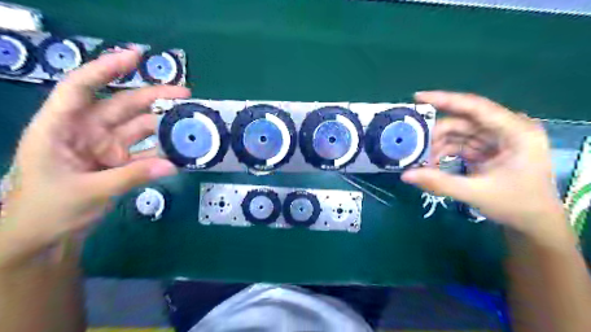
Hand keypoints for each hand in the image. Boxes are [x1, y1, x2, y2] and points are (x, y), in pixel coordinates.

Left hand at [0, 48, 188, 266]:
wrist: (46, 236)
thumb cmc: (48, 209)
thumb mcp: (88, 191)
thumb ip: (132, 176)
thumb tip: (172, 165)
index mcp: (61, 127)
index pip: (81, 88)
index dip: (106, 68)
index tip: (136, 56)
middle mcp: (86, 130)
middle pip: (123, 105)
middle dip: (154, 97)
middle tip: (186, 94)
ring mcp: (106, 147)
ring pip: (139, 127)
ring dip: (164, 124)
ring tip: (191, 122)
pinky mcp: (120, 162)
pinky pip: (146, 150)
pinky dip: (163, 150)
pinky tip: (181, 148)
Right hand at [404, 91, 564, 238]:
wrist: (533, 223)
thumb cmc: (516, 205)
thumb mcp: (476, 193)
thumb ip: (439, 182)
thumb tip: (405, 175)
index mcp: (515, 132)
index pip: (475, 107)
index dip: (445, 99)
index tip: (417, 97)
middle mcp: (506, 129)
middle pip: (462, 122)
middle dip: (436, 134)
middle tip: (412, 146)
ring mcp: (496, 139)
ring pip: (458, 133)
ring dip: (437, 145)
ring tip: (420, 161)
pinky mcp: (487, 149)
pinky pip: (459, 144)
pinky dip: (444, 152)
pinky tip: (431, 164)